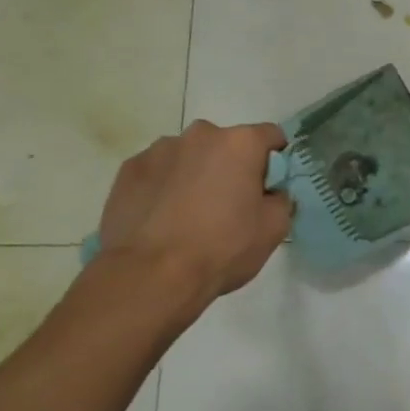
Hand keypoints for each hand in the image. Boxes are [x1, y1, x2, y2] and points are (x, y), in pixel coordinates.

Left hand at [93, 120, 293, 320]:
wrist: (150, 276)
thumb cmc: (222, 248)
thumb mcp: (274, 228)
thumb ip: (280, 200)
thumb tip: (271, 194)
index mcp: (240, 143)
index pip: (271, 135)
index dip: (275, 160)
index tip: (269, 186)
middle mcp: (200, 134)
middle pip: (226, 144)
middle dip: (230, 166)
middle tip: (229, 204)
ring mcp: (159, 150)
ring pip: (189, 156)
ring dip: (195, 174)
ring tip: (188, 214)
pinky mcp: (128, 169)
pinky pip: (157, 171)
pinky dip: (164, 186)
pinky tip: (161, 218)